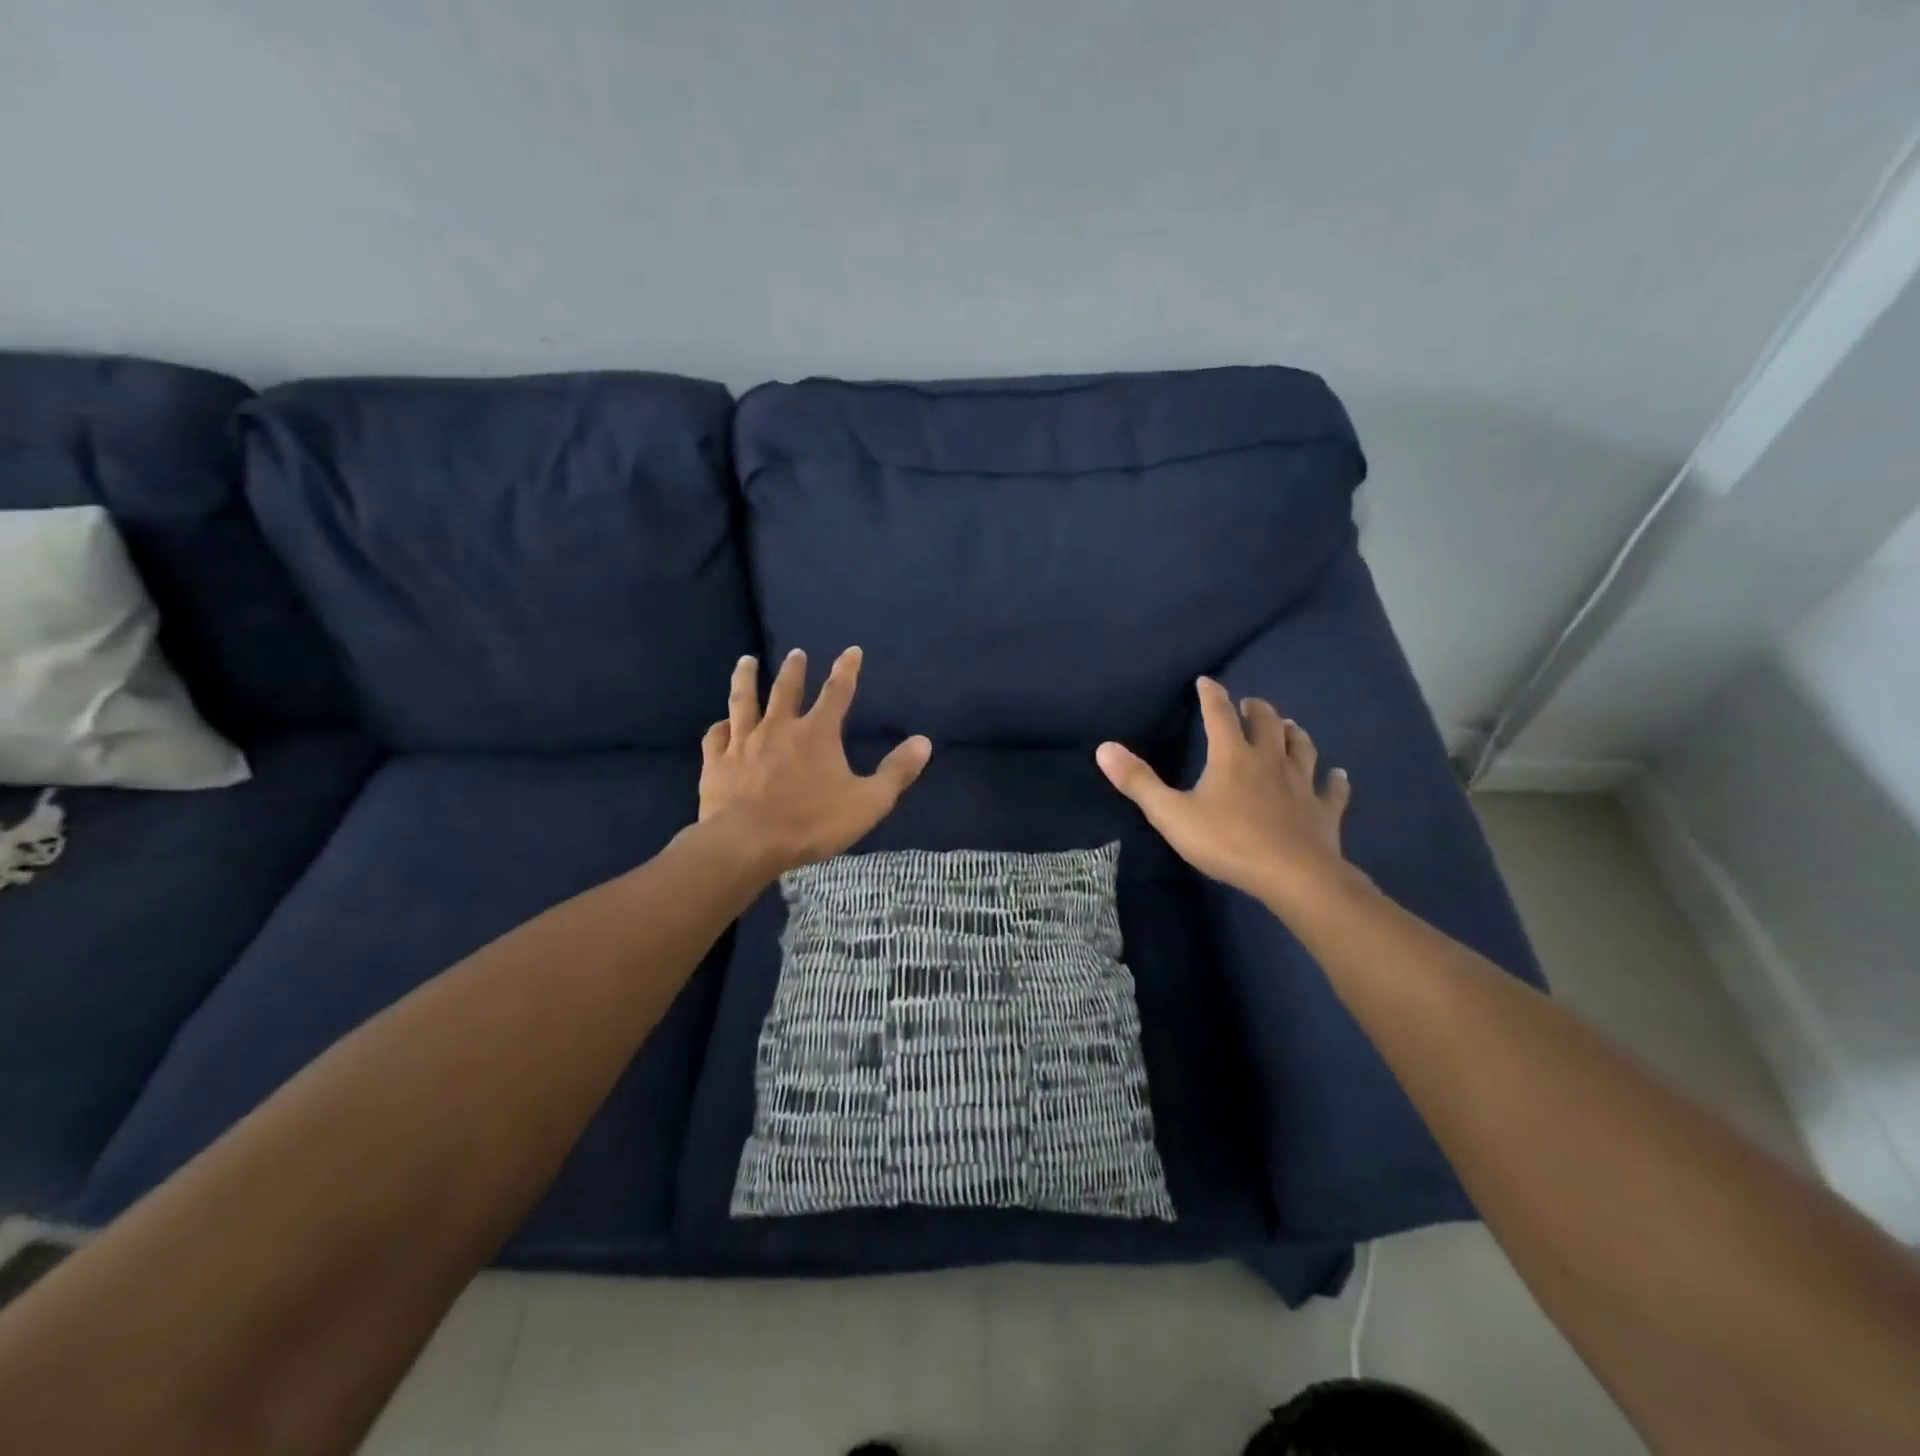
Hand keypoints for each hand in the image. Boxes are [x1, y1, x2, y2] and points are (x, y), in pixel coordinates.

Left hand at [697, 647, 931, 876]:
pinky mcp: (717, 761)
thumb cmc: (811, 823)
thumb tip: (924, 742)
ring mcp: (743, 742)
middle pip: (786, 689)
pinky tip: (720, 723)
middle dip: (795, 669)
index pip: (837, 693)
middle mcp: (779, 728)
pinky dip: (720, 726)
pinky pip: (716, 736)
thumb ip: (897, 772)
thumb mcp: (868, 802)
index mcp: (817, 734)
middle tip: (797, 652)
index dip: (847, 670)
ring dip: (746, 678)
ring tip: (747, 660)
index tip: (851, 650)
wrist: (746, 843)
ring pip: (744, 701)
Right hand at [1095, 677, 1353, 907]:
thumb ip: (1138, 781)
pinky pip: (1333, 789)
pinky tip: (1338, 775)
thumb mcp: (1171, 814)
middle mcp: (1270, 760)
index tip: (1207, 680)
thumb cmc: (1228, 841)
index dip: (1211, 695)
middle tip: (1251, 705)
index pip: (1219, 714)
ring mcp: (1302, 783)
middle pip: (1267, 723)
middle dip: (1257, 710)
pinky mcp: (1324, 810)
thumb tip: (1104, 747)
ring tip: (1289, 727)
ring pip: (1302, 748)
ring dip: (1294, 734)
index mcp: (1232, 756)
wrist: (1293, 875)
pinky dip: (1335, 780)